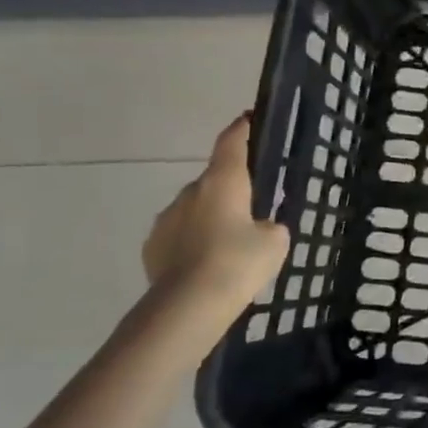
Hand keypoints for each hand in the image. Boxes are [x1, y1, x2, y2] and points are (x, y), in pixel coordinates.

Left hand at [143, 115, 290, 309]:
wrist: (187, 307)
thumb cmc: (238, 262)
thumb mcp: (275, 241)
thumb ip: (270, 226)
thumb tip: (258, 227)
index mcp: (224, 180)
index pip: (232, 141)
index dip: (242, 129)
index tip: (249, 120)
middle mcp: (191, 191)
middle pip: (214, 179)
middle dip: (231, 190)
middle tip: (252, 211)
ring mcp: (166, 219)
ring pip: (195, 208)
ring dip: (211, 218)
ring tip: (228, 247)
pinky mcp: (152, 247)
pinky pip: (179, 235)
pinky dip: (193, 242)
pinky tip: (206, 265)